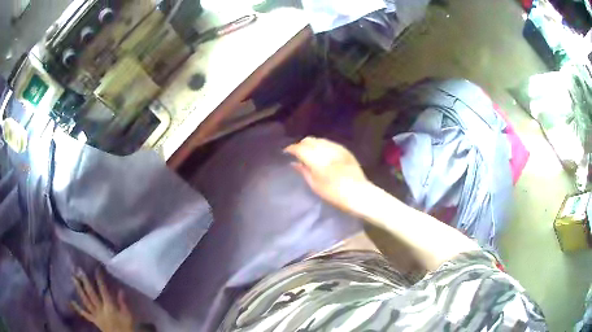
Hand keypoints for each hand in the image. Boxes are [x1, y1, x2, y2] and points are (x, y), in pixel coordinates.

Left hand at [72, 269, 133, 331]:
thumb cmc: (127, 328)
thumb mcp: (129, 317)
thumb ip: (123, 304)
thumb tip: (120, 290)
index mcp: (109, 307)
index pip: (103, 290)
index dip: (99, 279)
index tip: (96, 268)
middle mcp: (100, 309)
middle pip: (91, 294)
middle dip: (85, 281)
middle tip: (79, 270)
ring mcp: (96, 315)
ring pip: (85, 300)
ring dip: (79, 289)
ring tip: (73, 278)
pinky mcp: (94, 320)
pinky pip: (85, 314)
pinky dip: (78, 308)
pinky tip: (71, 301)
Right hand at [285, 137, 369, 212]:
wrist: (358, 193)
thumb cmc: (334, 193)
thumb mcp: (315, 185)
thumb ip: (303, 171)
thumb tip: (294, 163)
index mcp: (315, 159)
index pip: (299, 148)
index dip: (291, 149)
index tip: (286, 152)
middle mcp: (325, 149)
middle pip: (309, 140)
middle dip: (301, 145)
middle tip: (297, 154)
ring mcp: (337, 148)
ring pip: (319, 140)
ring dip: (312, 144)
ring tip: (310, 154)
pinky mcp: (345, 150)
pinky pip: (330, 143)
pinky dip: (323, 146)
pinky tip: (323, 154)